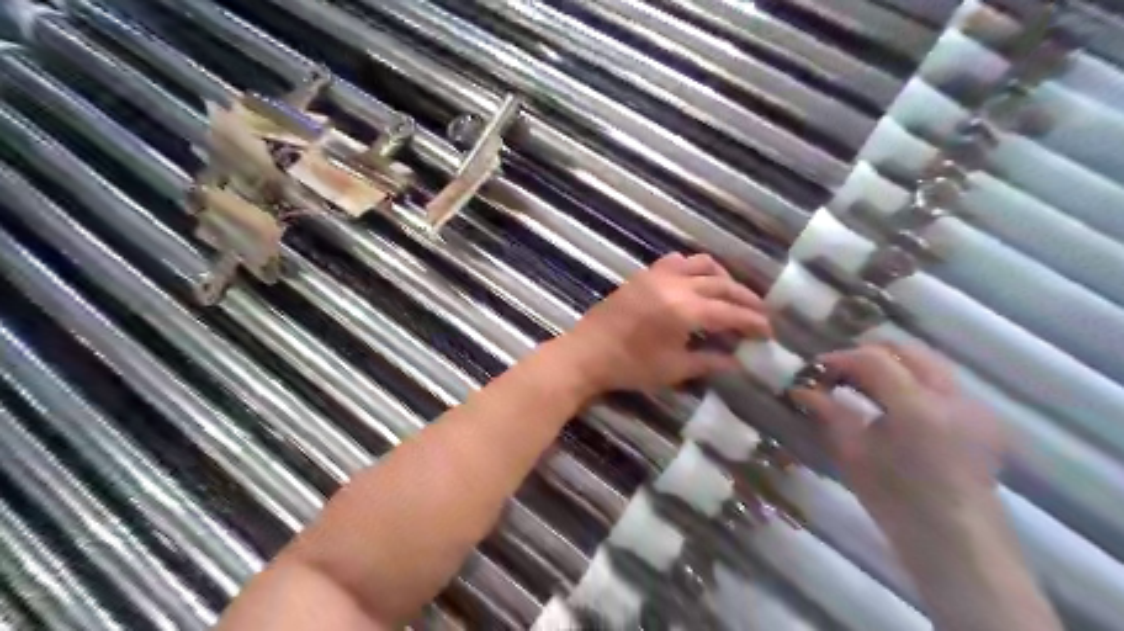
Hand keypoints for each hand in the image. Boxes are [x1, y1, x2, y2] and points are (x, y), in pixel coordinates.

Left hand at [562, 252, 772, 393]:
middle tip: (760, 313)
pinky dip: (694, 267)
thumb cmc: (630, 366)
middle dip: (745, 298)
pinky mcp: (644, 275)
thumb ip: (709, 362)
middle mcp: (676, 285)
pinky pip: (676, 261)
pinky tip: (696, 282)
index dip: (753, 321)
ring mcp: (658, 276)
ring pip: (702, 264)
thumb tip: (738, 361)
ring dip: (723, 277)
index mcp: (686, 310)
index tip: (769, 330)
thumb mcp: (674, 369)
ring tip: (732, 294)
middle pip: (722, 284)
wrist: (587, 354)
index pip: (730, 312)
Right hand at [788, 344, 1009, 526]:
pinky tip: (895, 407)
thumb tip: (800, 388)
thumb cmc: (896, 502)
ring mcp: (975, 406)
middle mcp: (953, 397)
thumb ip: (828, 413)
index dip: (840, 359)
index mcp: (918, 407)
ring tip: (863, 386)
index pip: (874, 359)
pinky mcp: (984, 419)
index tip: (814, 370)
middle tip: (838, 373)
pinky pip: (943, 384)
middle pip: (907, 350)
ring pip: (928, 363)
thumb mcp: (852, 455)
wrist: (957, 543)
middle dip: (867, 355)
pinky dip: (913, 382)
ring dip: (892, 366)